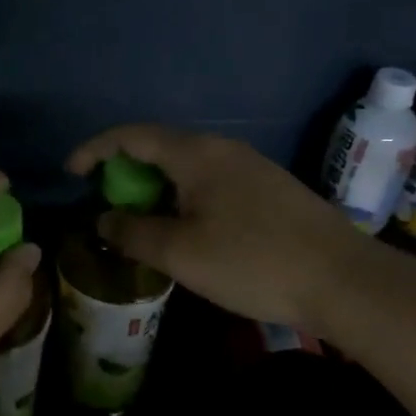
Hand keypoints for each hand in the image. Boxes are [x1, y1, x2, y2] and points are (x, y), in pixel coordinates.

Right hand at [66, 124, 371, 333]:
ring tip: (141, 220)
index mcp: (196, 154)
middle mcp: (222, 149)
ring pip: (187, 166)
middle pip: (160, 146)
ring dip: (156, 186)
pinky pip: (211, 181)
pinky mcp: (269, 189)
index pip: (131, 136)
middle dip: (125, 170)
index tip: (71, 173)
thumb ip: (133, 232)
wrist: (344, 280)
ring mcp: (251, 167)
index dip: (95, 149)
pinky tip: (187, 229)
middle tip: (105, 201)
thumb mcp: (181, 253)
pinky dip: (183, 196)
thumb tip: (104, 219)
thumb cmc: (253, 262)